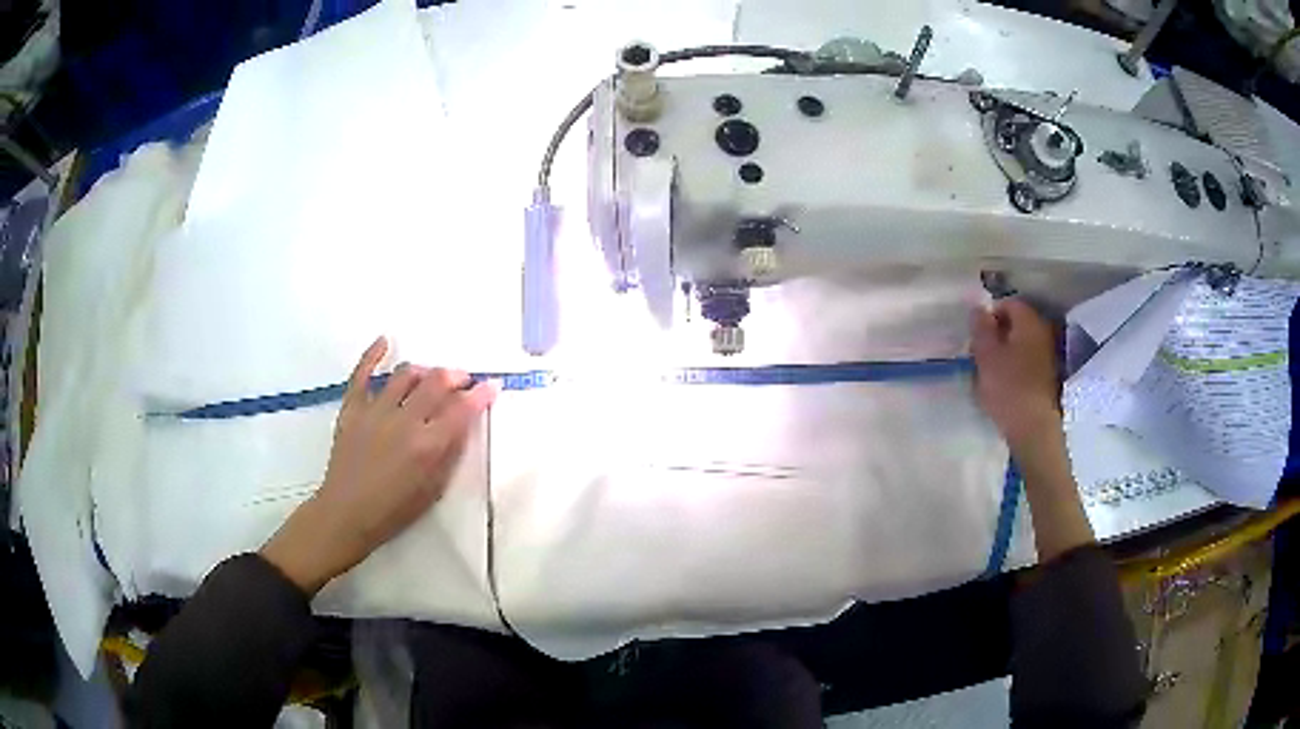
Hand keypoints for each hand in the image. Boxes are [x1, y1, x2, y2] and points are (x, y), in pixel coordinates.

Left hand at [261, 337, 497, 594]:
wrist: (346, 513)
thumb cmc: (394, 510)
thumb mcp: (433, 489)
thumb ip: (450, 453)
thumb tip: (464, 424)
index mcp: (427, 446)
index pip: (462, 410)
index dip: (481, 394)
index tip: (492, 386)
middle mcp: (404, 421)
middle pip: (436, 382)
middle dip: (456, 376)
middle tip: (462, 381)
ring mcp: (375, 411)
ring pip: (405, 375)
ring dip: (424, 371)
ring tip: (431, 378)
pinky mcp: (352, 409)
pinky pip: (361, 374)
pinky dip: (373, 355)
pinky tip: (385, 342)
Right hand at [970, 298, 1060, 449]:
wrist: (1034, 429)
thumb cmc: (1008, 388)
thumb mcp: (986, 355)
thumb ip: (981, 327)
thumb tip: (978, 307)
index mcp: (1029, 321)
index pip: (1008, 303)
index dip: (989, 315)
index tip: (976, 336)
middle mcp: (1043, 331)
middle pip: (1017, 324)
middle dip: (998, 334)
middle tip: (981, 354)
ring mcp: (1049, 355)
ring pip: (1023, 344)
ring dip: (1007, 352)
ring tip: (991, 372)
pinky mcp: (1049, 377)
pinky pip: (1029, 362)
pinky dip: (1016, 367)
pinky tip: (1006, 385)